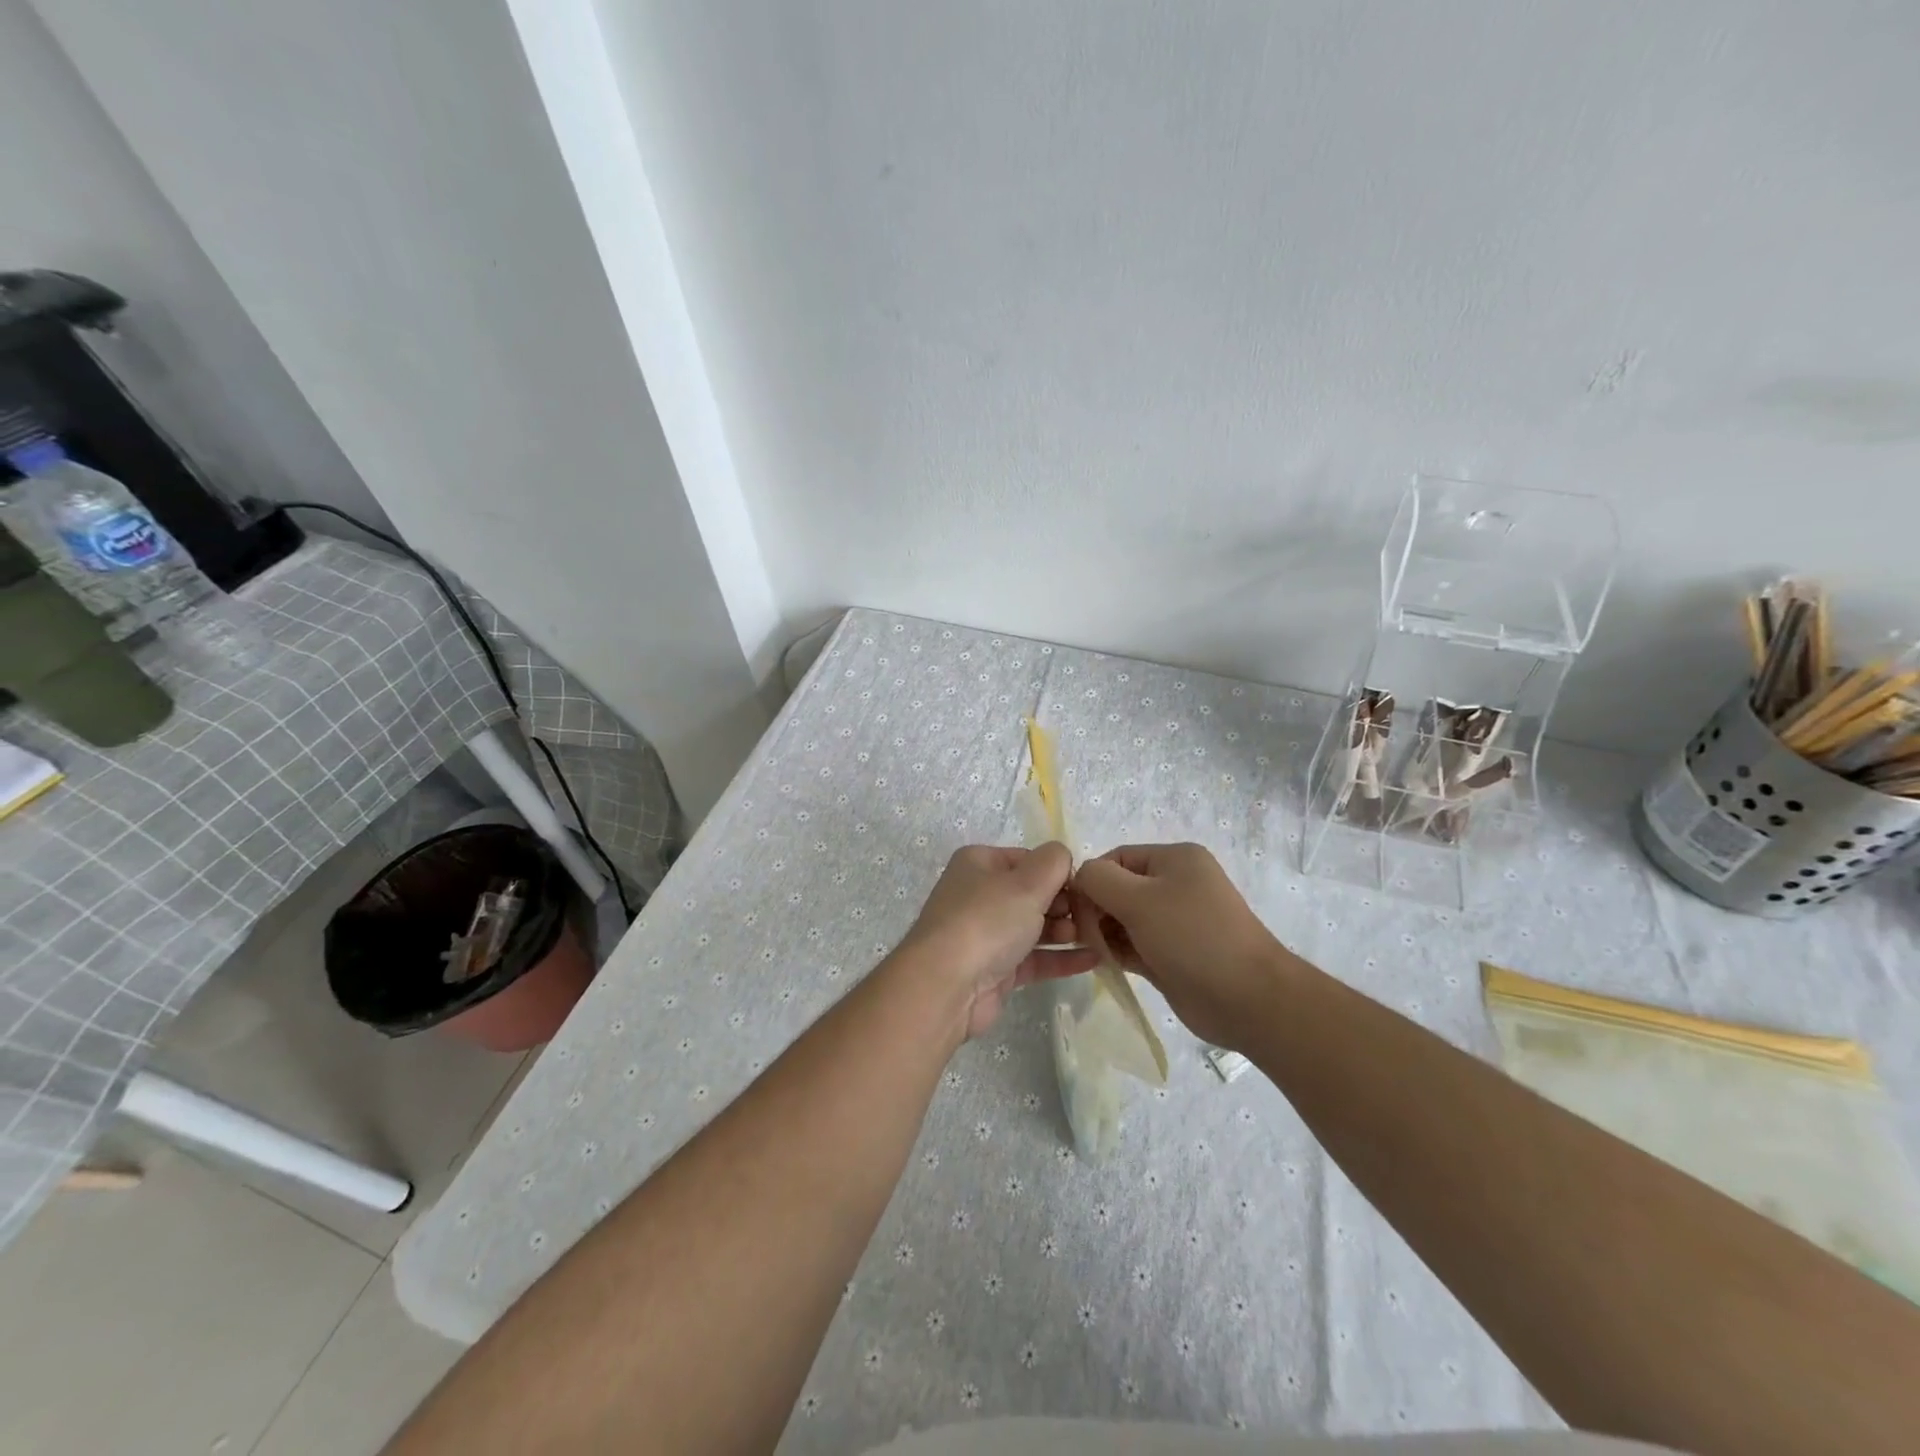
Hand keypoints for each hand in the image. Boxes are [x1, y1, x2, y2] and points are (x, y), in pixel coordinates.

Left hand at [898, 843, 1100, 1038]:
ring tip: (1096, 936)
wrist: (947, 985)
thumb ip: (1054, 862)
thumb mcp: (1028, 881)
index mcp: (979, 863)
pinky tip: (1094, 959)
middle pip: (1032, 893)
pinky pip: (1034, 958)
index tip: (1087, 887)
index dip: (1058, 871)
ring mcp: (986, 934)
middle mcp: (979, 895)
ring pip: (1034, 926)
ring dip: (1066, 930)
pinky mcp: (995, 970)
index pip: (1028, 859)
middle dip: (1065, 903)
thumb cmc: (987, 920)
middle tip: (1093, 915)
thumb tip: (1063, 859)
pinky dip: (1061, 957)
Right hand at [1073, 842, 1290, 1051]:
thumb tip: (1080, 881)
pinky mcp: (1172, 954)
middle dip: (1096, 910)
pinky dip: (1117, 952)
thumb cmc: (1191, 937)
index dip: (1091, 881)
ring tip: (1096, 953)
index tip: (1075, 912)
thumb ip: (1098, 879)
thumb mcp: (1138, 899)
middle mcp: (1175, 884)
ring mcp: (1175, 921)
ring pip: (1123, 920)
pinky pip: (1134, 945)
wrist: (1248, 998)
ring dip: (1104, 934)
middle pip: (1117, 888)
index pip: (1116, 858)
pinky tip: (1105, 964)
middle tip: (1084, 938)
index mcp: (1174, 859)